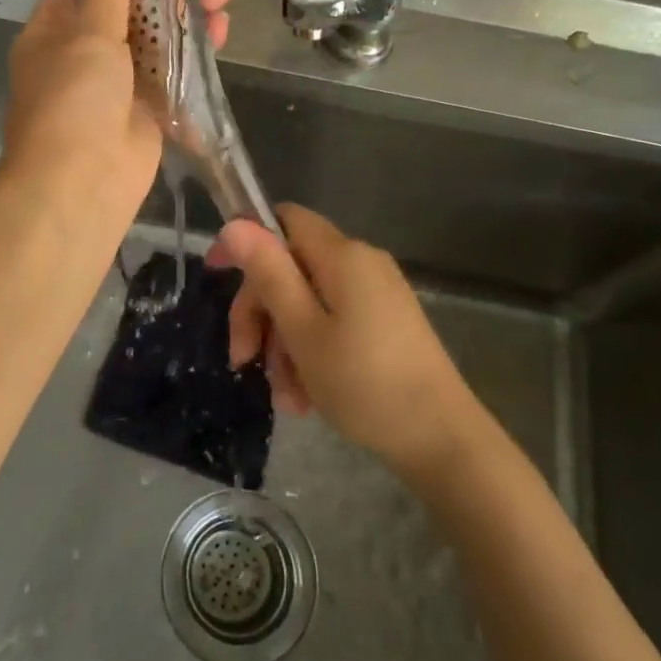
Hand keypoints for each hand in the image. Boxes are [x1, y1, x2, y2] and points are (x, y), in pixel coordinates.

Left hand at [3, 0, 229, 235]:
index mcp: (54, 31)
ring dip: (185, 15)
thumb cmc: (74, 99)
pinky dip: (193, 53)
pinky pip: (171, 72)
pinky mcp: (146, 109)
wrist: (82, 184)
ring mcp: (116, 83)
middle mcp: (82, 53)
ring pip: (154, 39)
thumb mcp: (89, 32)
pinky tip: (220, 30)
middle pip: (127, 8)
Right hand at [211, 204, 478, 481]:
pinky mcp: (386, 323)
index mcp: (342, 255)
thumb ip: (268, 274)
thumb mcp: (303, 331)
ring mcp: (376, 295)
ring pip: (309, 303)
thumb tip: (235, 223)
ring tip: (286, 397)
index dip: (247, 241)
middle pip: (292, 268)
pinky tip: (307, 397)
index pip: (284, 219)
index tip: (218, 276)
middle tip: (245, 361)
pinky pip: (334, 323)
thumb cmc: (365, 383)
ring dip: (285, 345)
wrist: (443, 440)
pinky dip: (312, 353)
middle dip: (262, 312)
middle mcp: (361, 264)